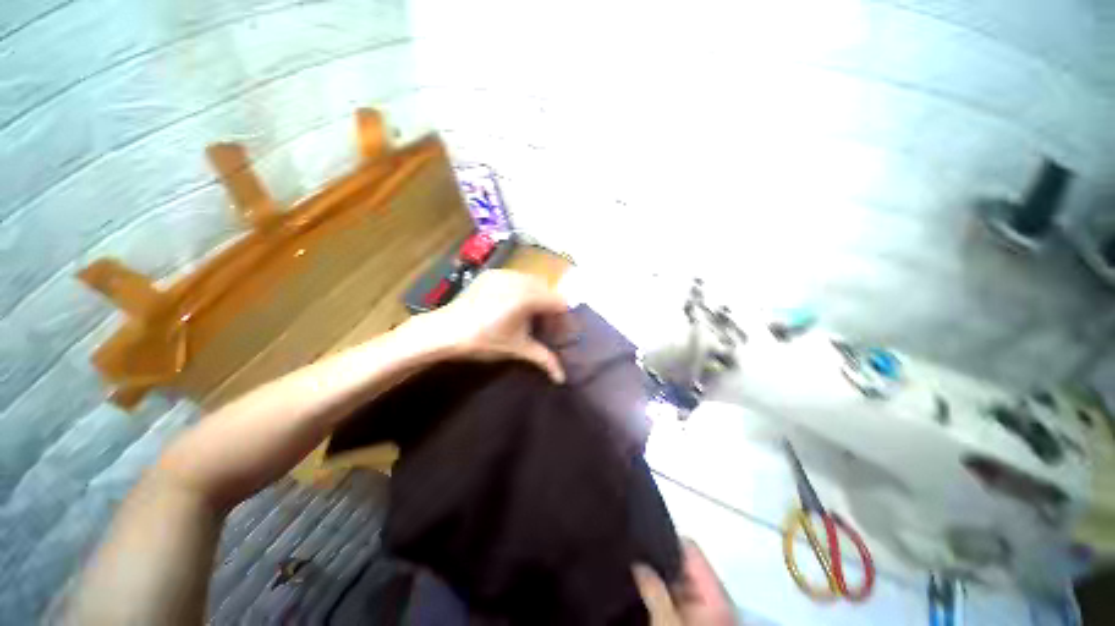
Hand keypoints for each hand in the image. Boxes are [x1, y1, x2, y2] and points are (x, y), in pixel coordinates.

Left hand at [417, 270, 568, 382]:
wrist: (445, 330)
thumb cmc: (483, 341)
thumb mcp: (517, 349)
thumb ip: (544, 359)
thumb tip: (562, 378)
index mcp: (528, 297)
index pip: (559, 302)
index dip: (561, 318)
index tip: (555, 332)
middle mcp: (519, 279)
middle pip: (547, 290)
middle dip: (548, 307)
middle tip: (541, 325)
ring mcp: (504, 273)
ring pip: (532, 281)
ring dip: (535, 296)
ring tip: (525, 315)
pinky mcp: (492, 273)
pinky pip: (516, 277)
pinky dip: (520, 289)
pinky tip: (510, 304)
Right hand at [634, 540, 737, 625]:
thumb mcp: (669, 624)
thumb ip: (654, 590)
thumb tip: (638, 563)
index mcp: (713, 593)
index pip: (690, 548)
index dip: (665, 539)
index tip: (640, 536)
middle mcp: (709, 598)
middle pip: (681, 564)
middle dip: (657, 561)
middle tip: (632, 558)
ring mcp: (700, 612)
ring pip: (675, 583)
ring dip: (656, 580)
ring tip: (633, 573)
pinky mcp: (689, 622)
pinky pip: (672, 599)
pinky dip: (657, 596)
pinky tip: (640, 594)